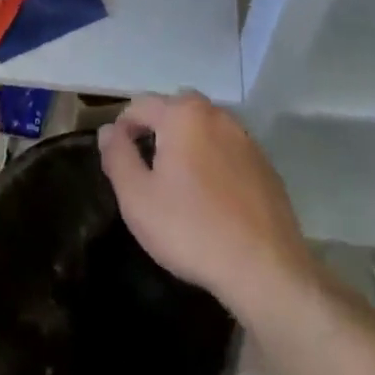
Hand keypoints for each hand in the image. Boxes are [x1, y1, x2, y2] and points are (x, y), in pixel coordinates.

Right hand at [99, 93, 315, 316]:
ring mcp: (244, 137)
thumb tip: (108, 131)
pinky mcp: (264, 163)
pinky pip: (227, 150)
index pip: (140, 105)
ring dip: (187, 144)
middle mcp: (215, 114)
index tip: (116, 159)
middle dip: (156, 130)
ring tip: (178, 183)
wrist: (265, 269)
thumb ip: (118, 157)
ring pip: (203, 128)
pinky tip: (211, 198)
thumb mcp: (138, 199)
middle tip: (146, 168)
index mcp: (182, 114)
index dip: (122, 128)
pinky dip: (213, 161)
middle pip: (174, 110)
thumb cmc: (192, 230)